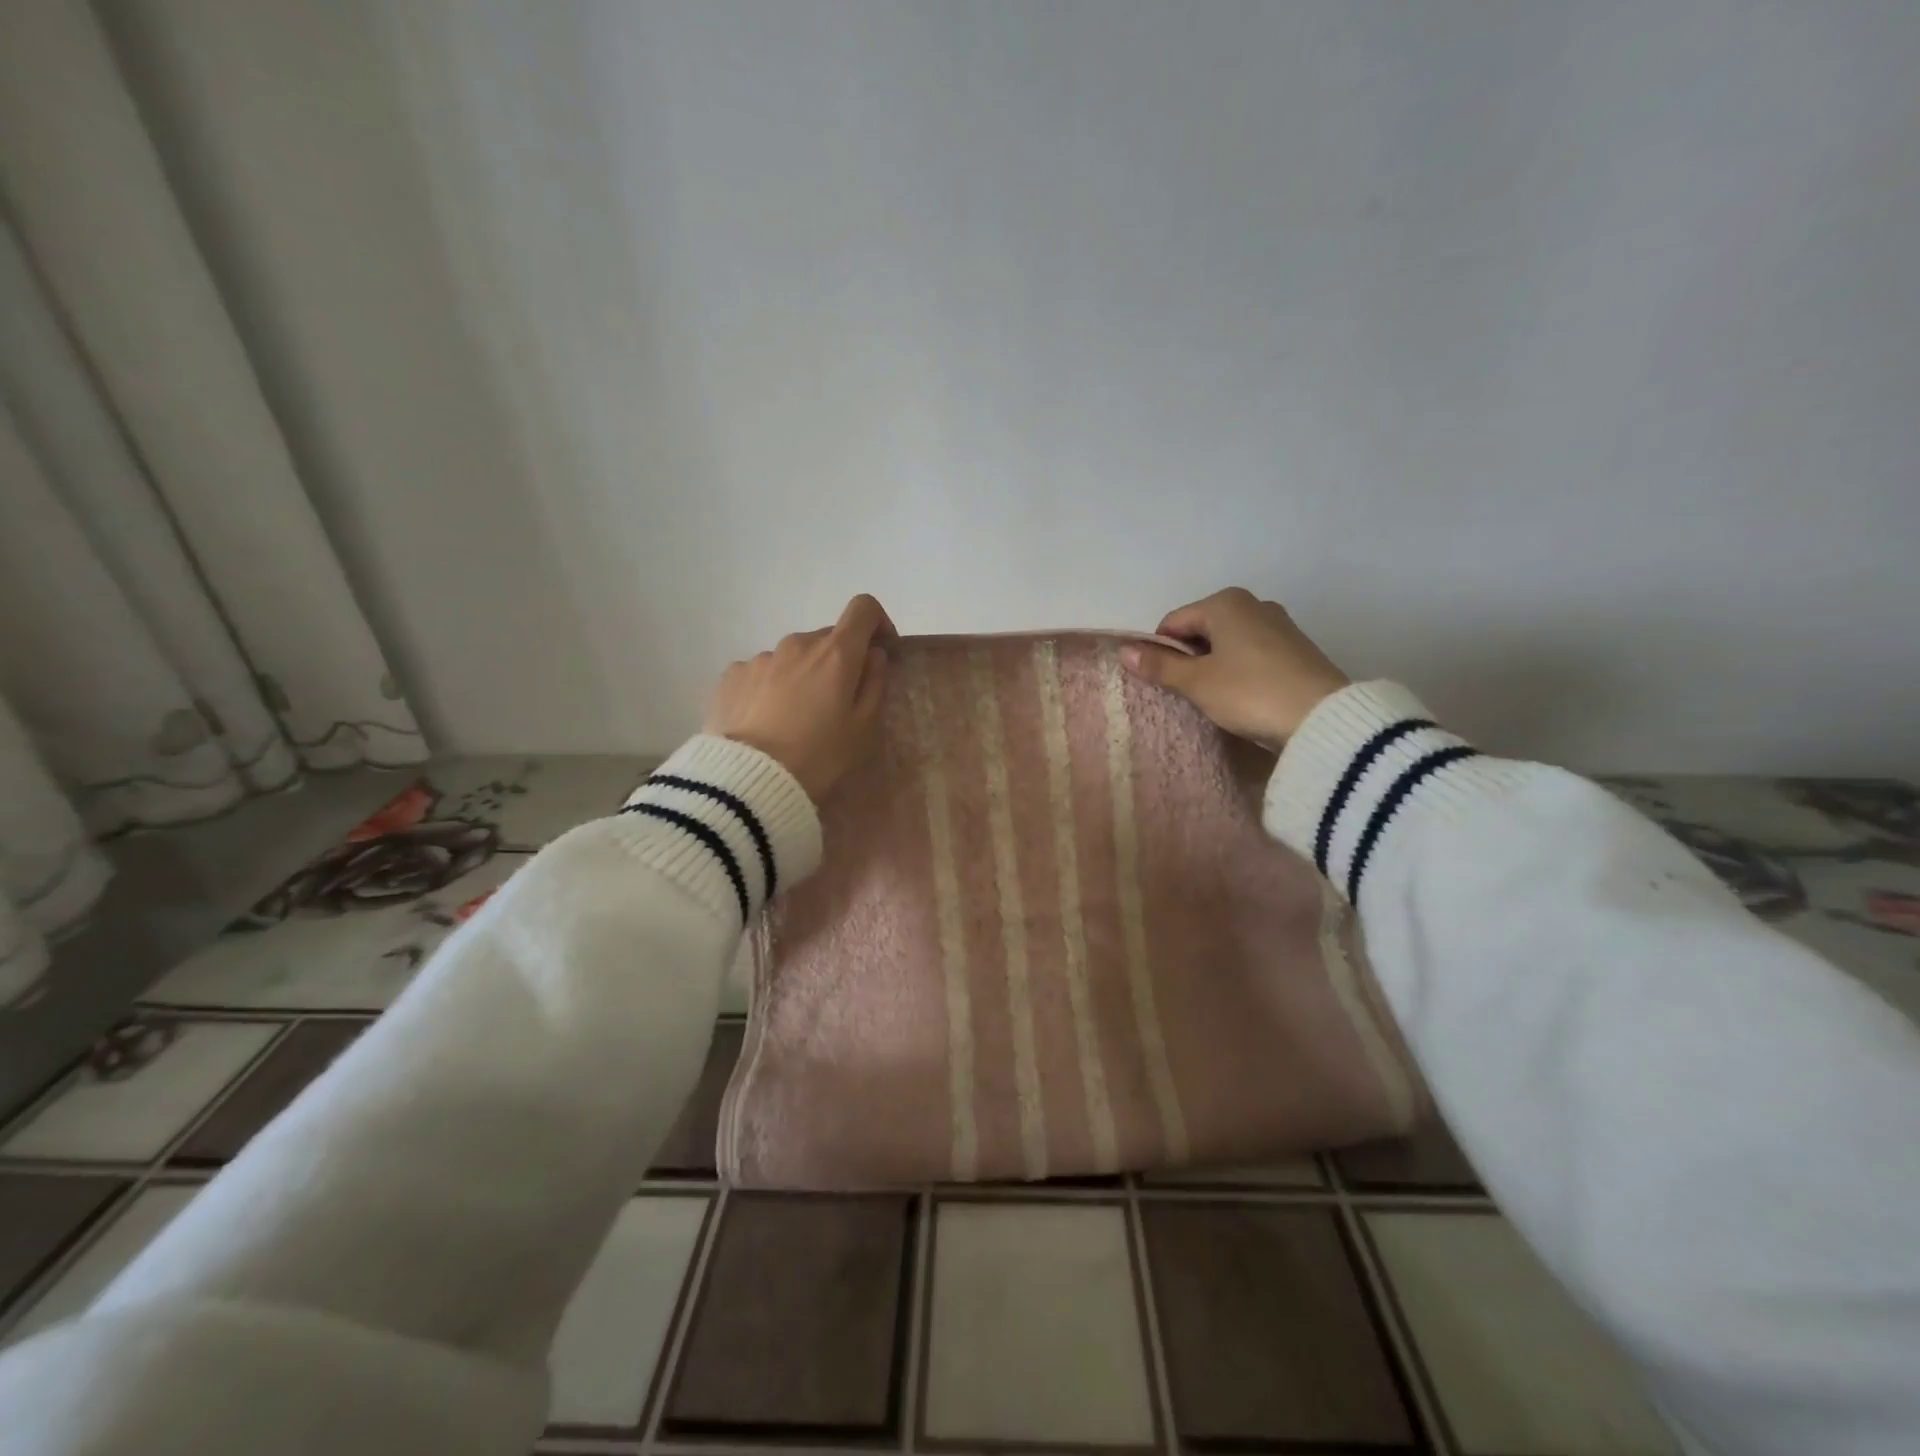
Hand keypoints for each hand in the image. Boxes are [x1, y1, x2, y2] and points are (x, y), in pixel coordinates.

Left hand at [703, 595, 895, 802]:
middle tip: (836, 704)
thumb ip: (875, 684)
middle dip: (838, 661)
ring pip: (792, 657)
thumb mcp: (864, 729)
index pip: (863, 609)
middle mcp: (797, 644)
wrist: (748, 781)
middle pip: (827, 639)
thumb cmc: (819, 756)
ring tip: (795, 720)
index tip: (879, 651)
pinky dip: (770, 688)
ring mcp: (761, 658)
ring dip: (802, 676)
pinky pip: (762, 673)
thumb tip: (873, 655)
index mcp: (836, 653)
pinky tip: (765, 723)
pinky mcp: (731, 676)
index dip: (877, 623)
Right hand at [1119, 588, 1348, 747]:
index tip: (1167, 683)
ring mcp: (1279, 624)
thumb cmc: (1249, 693)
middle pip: (1201, 630)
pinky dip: (1240, 670)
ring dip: (1215, 666)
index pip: (1173, 623)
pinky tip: (1245, 696)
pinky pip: (1252, 653)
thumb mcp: (1197, 683)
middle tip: (1191, 692)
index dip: (1161, 652)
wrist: (1322, 718)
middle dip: (1190, 658)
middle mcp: (1253, 603)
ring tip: (1218, 698)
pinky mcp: (1296, 647)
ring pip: (1228, 642)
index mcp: (1224, 602)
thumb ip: (1159, 666)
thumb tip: (1123, 651)